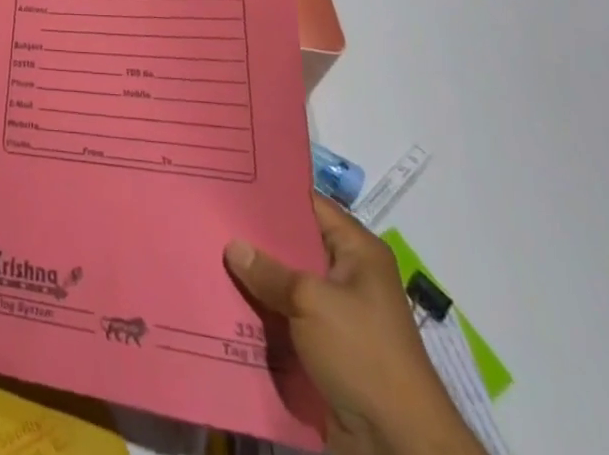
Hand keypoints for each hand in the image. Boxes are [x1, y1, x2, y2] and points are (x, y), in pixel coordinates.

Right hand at [225, 194, 482, 454]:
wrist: (399, 447)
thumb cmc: (363, 355)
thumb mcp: (312, 302)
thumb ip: (270, 272)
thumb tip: (232, 246)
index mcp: (358, 251)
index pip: (309, 204)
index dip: (272, 192)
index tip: (230, 181)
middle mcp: (349, 276)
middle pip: (294, 245)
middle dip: (256, 238)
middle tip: (211, 218)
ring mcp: (338, 315)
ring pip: (287, 285)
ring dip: (256, 280)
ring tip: (208, 255)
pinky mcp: (327, 350)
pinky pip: (287, 320)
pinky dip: (263, 315)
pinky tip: (225, 302)